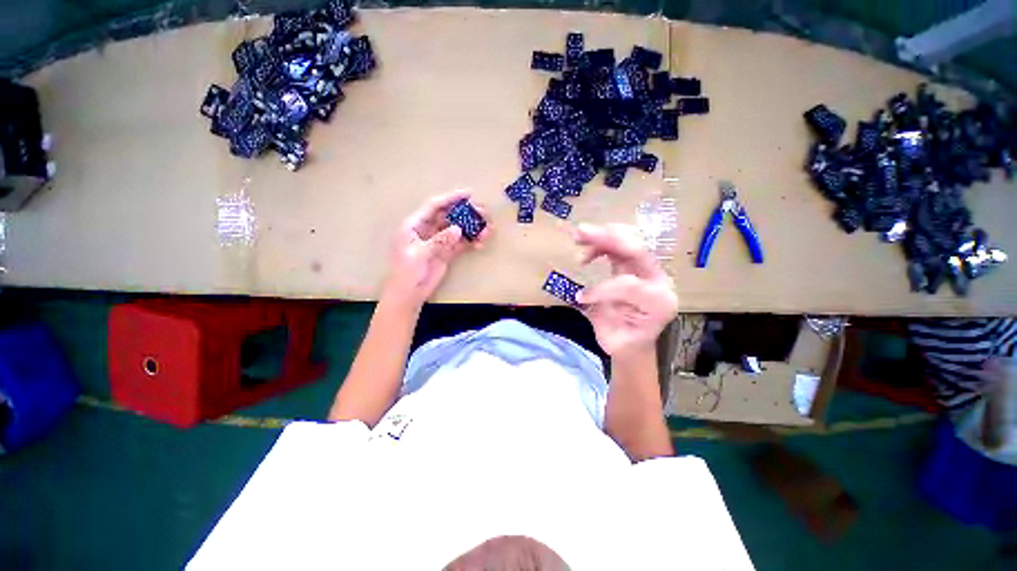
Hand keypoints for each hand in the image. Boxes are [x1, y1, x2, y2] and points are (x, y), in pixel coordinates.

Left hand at [383, 190, 490, 308]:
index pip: (434, 206)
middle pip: (449, 215)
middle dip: (466, 212)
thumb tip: (458, 229)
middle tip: (484, 213)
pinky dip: (471, 241)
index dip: (451, 198)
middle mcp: (428, 229)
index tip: (469, 194)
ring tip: (487, 229)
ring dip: (472, 228)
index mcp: (415, 224)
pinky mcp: (446, 252)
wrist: (409, 294)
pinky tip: (480, 242)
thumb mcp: (419, 255)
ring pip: (458, 229)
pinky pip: (461, 243)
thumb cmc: (406, 273)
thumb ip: (439, 241)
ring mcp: (439, 241)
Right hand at [574, 223, 677, 357]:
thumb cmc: (625, 342)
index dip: (602, 288)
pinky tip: (586, 252)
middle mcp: (659, 280)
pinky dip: (601, 243)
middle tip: (579, 233)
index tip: (581, 298)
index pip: (630, 284)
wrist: (633, 341)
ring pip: (629, 241)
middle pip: (637, 250)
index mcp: (660, 302)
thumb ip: (600, 314)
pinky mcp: (634, 264)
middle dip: (607, 239)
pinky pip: (620, 245)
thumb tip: (580, 295)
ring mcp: (648, 269)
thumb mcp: (614, 337)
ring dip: (602, 235)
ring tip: (578, 236)